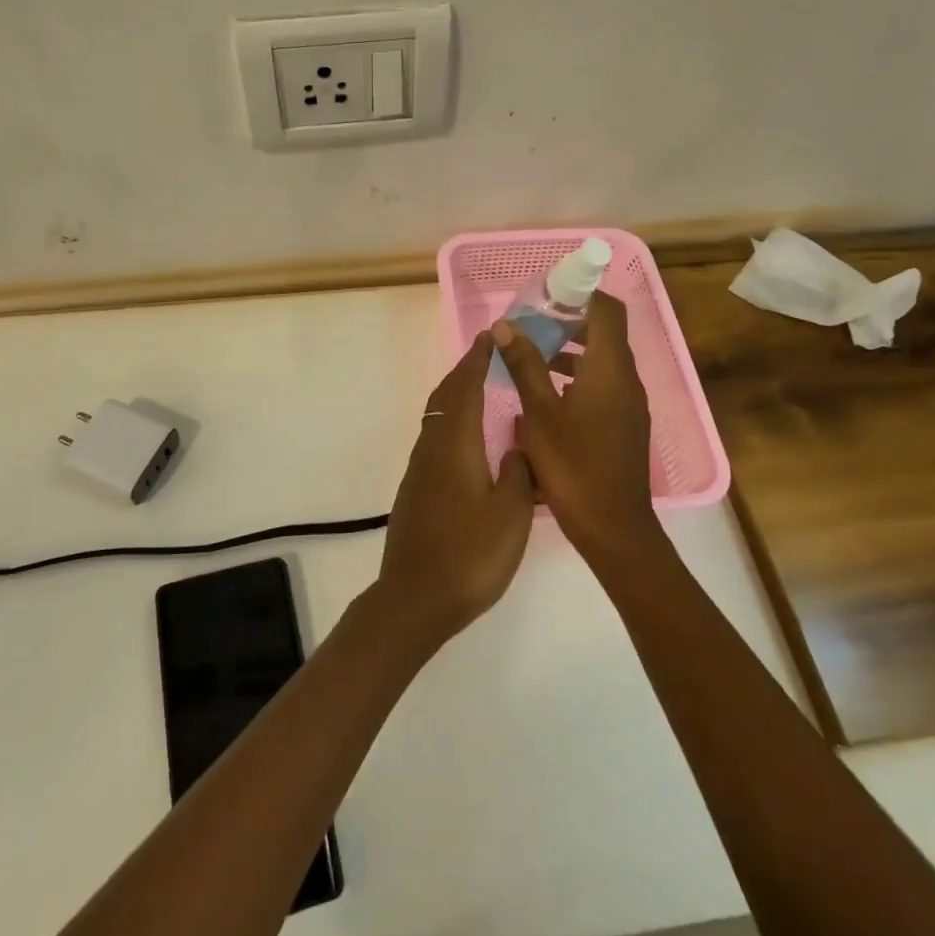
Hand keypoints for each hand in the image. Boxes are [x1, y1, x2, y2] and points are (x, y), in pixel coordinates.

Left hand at [374, 333, 536, 644]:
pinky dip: (452, 421)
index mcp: (456, 444)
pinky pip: (435, 438)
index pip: (466, 388)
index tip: (491, 337)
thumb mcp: (512, 514)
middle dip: (465, 371)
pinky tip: (469, 440)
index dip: (478, 360)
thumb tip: (518, 447)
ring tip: (482, 389)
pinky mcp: (416, 489)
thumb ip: (519, 473)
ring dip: (457, 395)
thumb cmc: (470, 554)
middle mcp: (432, 447)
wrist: (415, 598)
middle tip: (488, 355)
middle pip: (446, 396)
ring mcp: (420, 469)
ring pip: (437, 417)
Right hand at [490, 293, 661, 566]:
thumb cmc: (574, 466)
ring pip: (603, 360)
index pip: (607, 309)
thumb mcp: (539, 413)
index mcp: (610, 368)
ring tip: (532, 357)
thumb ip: (524, 365)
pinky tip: (547, 395)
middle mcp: (627, 379)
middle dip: (569, 322)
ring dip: (571, 351)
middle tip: (531, 324)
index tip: (547, 293)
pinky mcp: (626, 424)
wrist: (614, 528)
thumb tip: (505, 325)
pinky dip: (579, 376)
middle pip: (605, 332)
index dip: (581, 293)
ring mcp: (630, 403)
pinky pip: (605, 384)